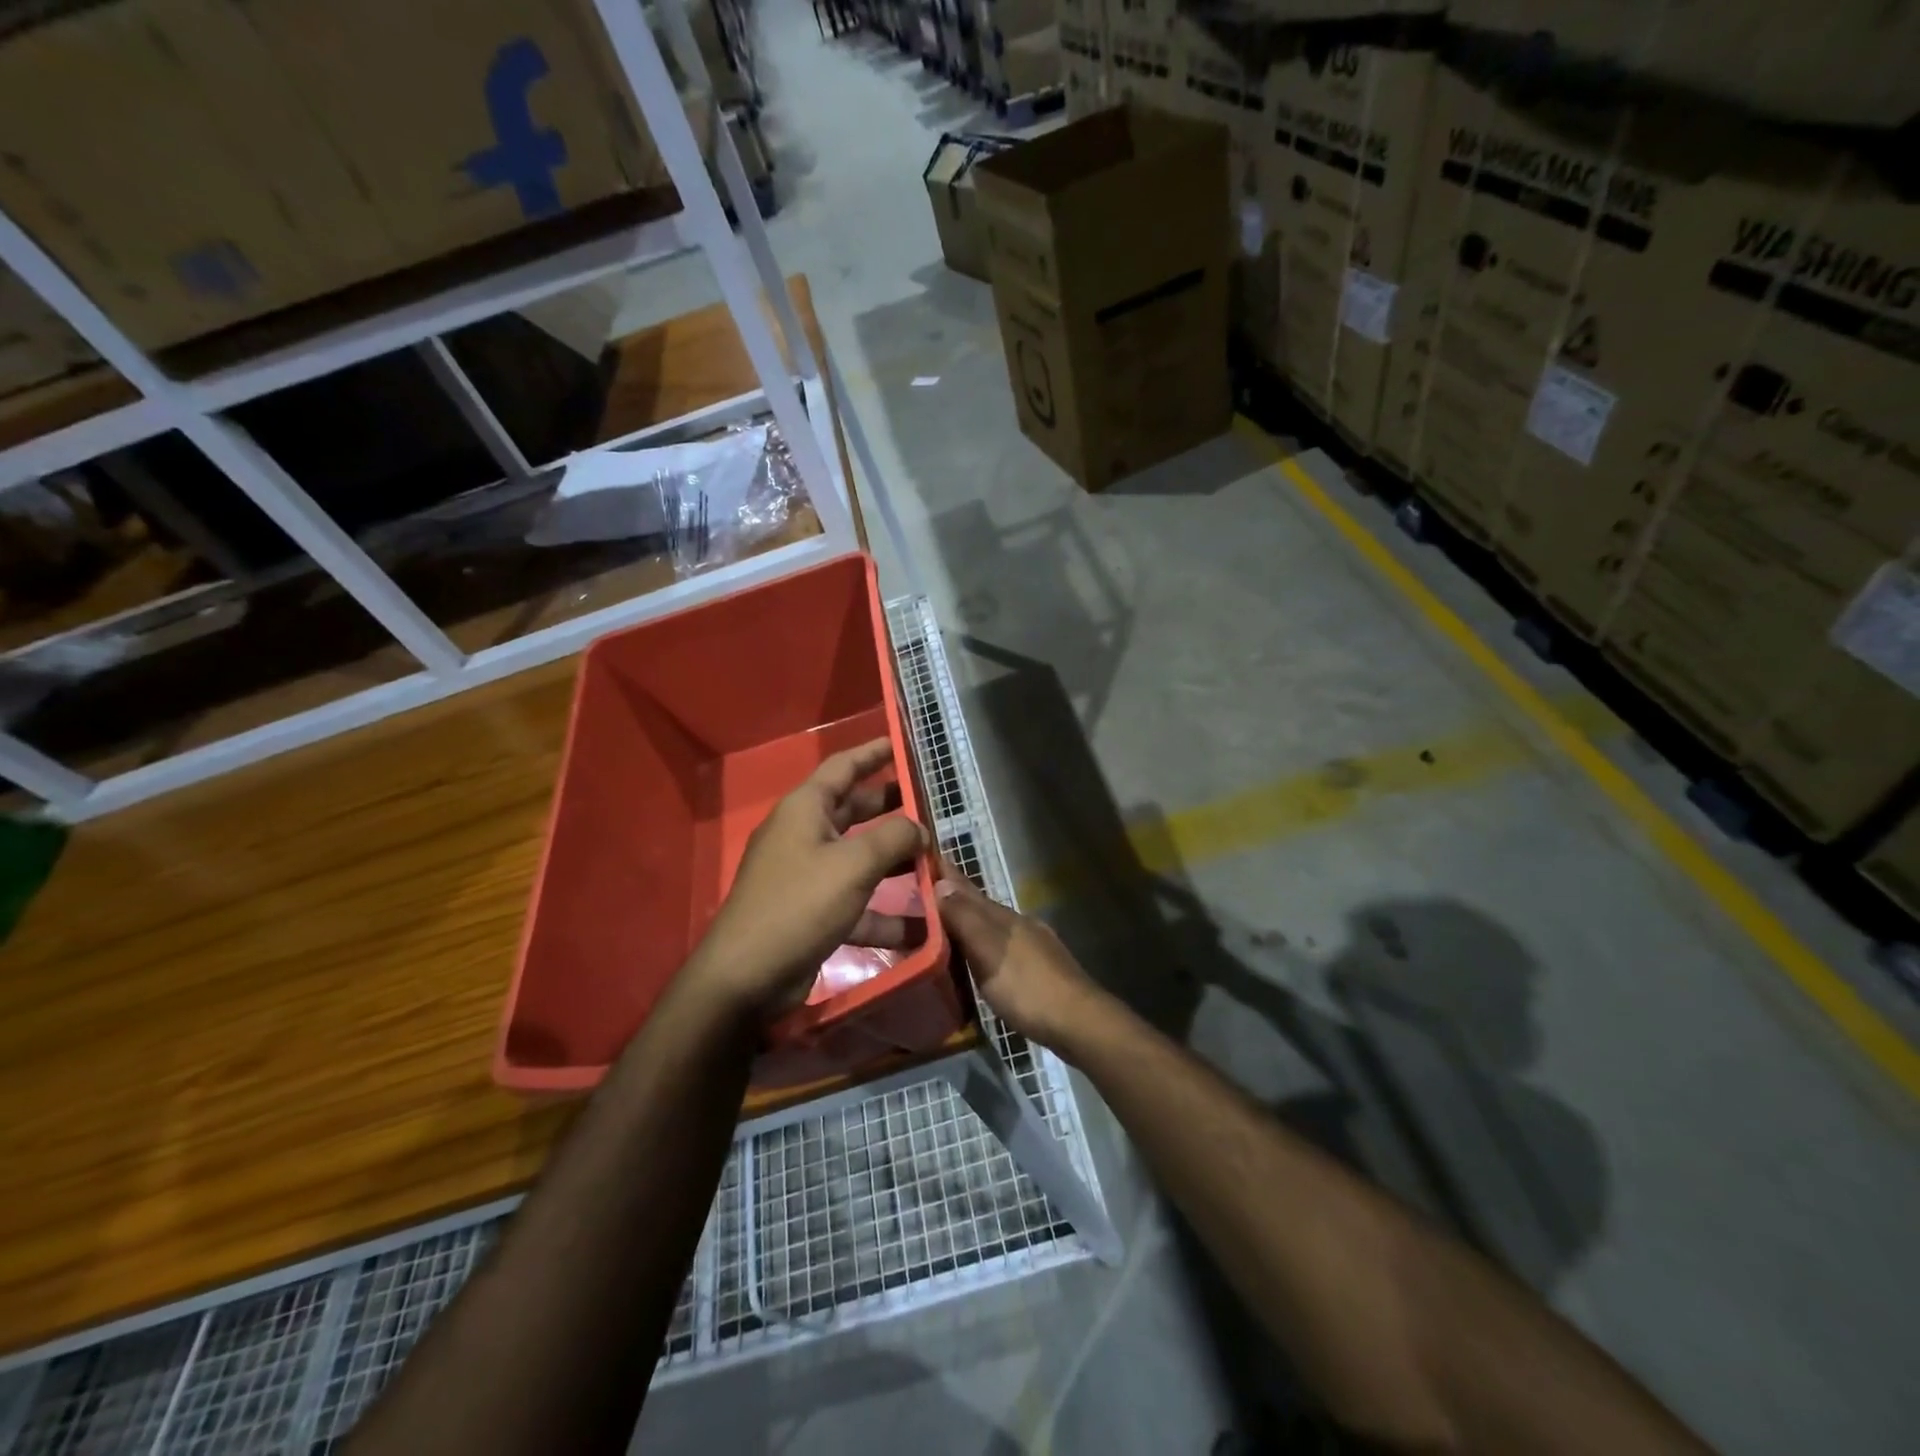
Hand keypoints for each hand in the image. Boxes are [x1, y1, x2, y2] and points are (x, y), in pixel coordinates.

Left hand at [691, 738, 928, 1018]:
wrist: (745, 978)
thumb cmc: (799, 905)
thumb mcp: (853, 865)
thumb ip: (893, 839)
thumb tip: (919, 829)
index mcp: (806, 809)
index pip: (843, 767)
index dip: (873, 752)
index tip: (902, 744)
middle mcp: (805, 835)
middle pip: (855, 811)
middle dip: (893, 809)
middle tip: (931, 805)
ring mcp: (807, 876)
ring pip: (860, 859)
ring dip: (896, 864)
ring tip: (938, 864)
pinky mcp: (813, 913)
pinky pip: (856, 903)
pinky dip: (885, 912)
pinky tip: (923, 928)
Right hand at [934, 862, 1107, 1050]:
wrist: (1078, 1022)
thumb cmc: (1028, 986)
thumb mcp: (990, 951)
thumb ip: (965, 919)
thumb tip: (940, 883)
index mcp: (1003, 917)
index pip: (967, 889)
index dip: (947, 875)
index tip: (925, 859)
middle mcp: (1018, 924)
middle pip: (979, 905)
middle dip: (953, 897)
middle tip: (923, 892)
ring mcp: (1031, 946)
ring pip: (991, 926)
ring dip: (967, 921)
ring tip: (943, 923)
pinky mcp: (1037, 969)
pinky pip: (1000, 946)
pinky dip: (981, 944)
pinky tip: (977, 956)